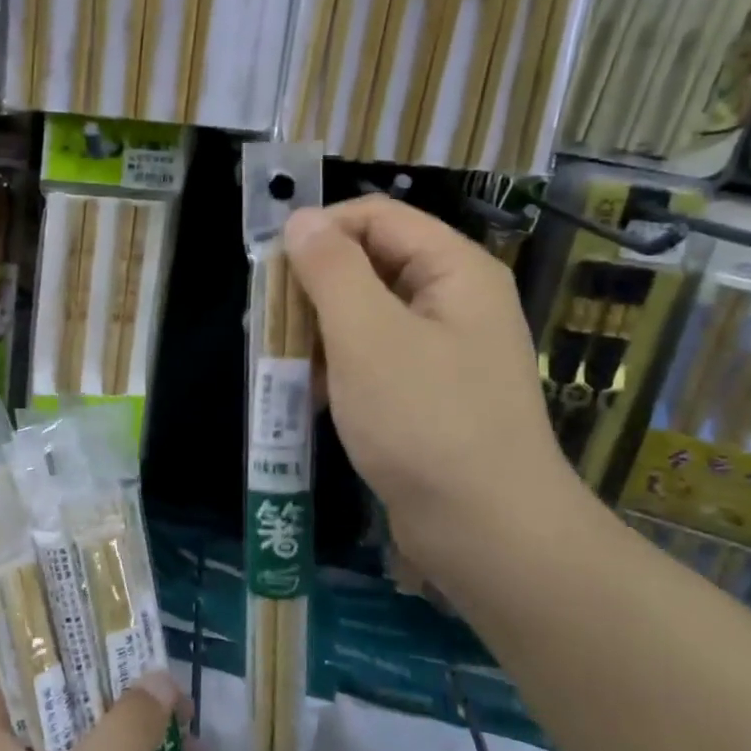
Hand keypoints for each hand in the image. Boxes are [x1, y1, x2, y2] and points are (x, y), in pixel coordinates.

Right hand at [284, 196, 578, 574]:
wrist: (487, 533)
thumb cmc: (425, 422)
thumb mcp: (367, 336)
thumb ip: (331, 270)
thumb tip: (301, 219)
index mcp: (454, 270)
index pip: (377, 217)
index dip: (320, 232)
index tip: (269, 268)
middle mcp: (455, 301)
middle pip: (370, 264)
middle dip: (312, 286)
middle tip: (263, 320)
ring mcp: (444, 351)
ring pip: (367, 314)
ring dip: (318, 330)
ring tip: (275, 359)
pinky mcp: (429, 394)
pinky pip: (375, 358)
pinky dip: (337, 367)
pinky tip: (305, 394)